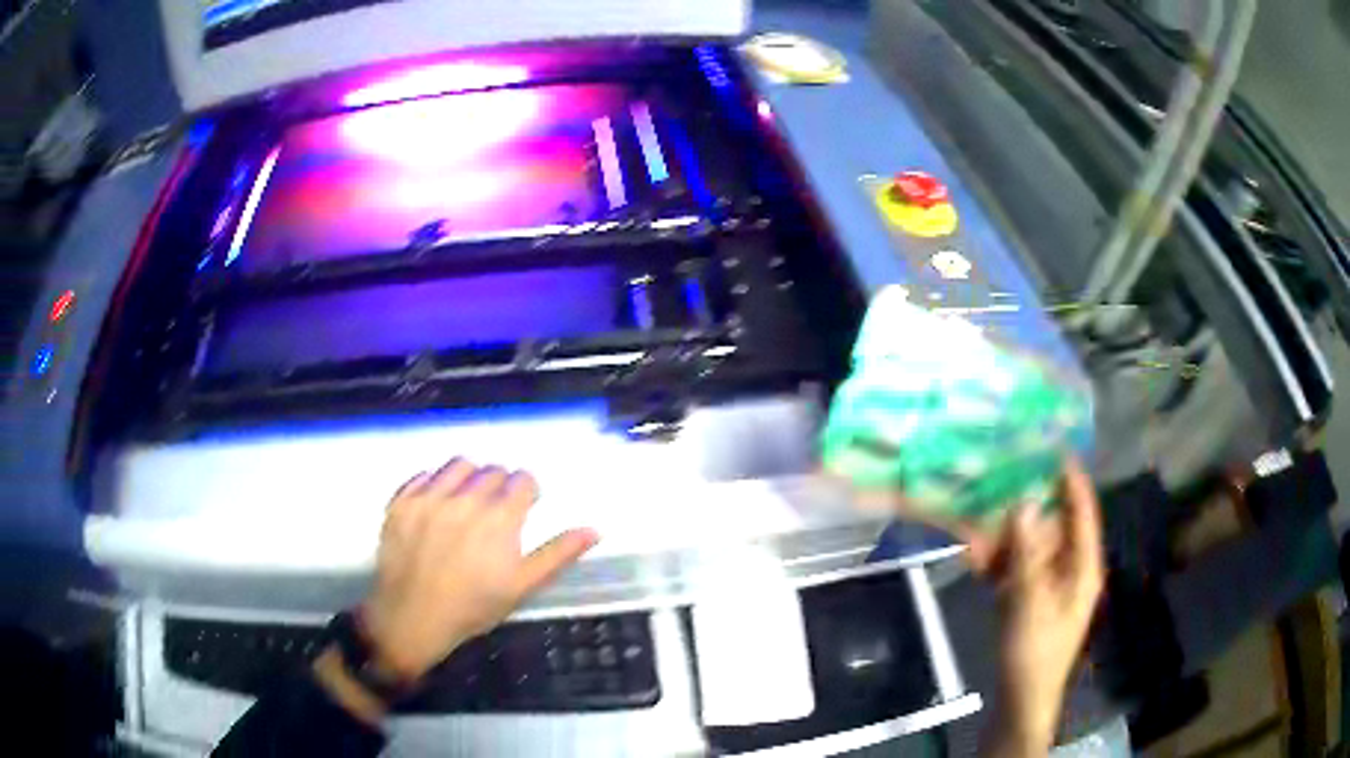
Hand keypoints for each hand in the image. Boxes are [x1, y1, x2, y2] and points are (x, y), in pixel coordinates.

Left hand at [360, 459, 598, 680]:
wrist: (412, 617)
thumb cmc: (473, 606)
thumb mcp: (521, 586)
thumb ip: (557, 554)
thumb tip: (593, 529)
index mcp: (500, 517)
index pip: (523, 480)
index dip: (527, 492)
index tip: (524, 508)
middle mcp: (466, 497)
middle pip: (493, 470)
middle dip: (500, 485)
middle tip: (495, 512)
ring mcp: (430, 496)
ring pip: (459, 464)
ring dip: (469, 476)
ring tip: (466, 501)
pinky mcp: (402, 500)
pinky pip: (424, 474)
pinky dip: (435, 483)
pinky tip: (437, 504)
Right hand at [971, 459, 1105, 755]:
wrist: (1020, 697)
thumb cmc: (1035, 651)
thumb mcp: (1030, 601)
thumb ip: (1026, 552)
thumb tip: (1022, 502)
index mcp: (1082, 566)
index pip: (1083, 513)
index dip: (1072, 481)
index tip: (1055, 448)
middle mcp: (1067, 567)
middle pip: (1049, 526)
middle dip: (1025, 506)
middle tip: (1000, 478)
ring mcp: (1045, 583)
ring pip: (1026, 546)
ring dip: (1002, 534)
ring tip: (977, 514)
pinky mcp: (1025, 597)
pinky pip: (1011, 568)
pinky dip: (994, 560)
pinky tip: (972, 552)